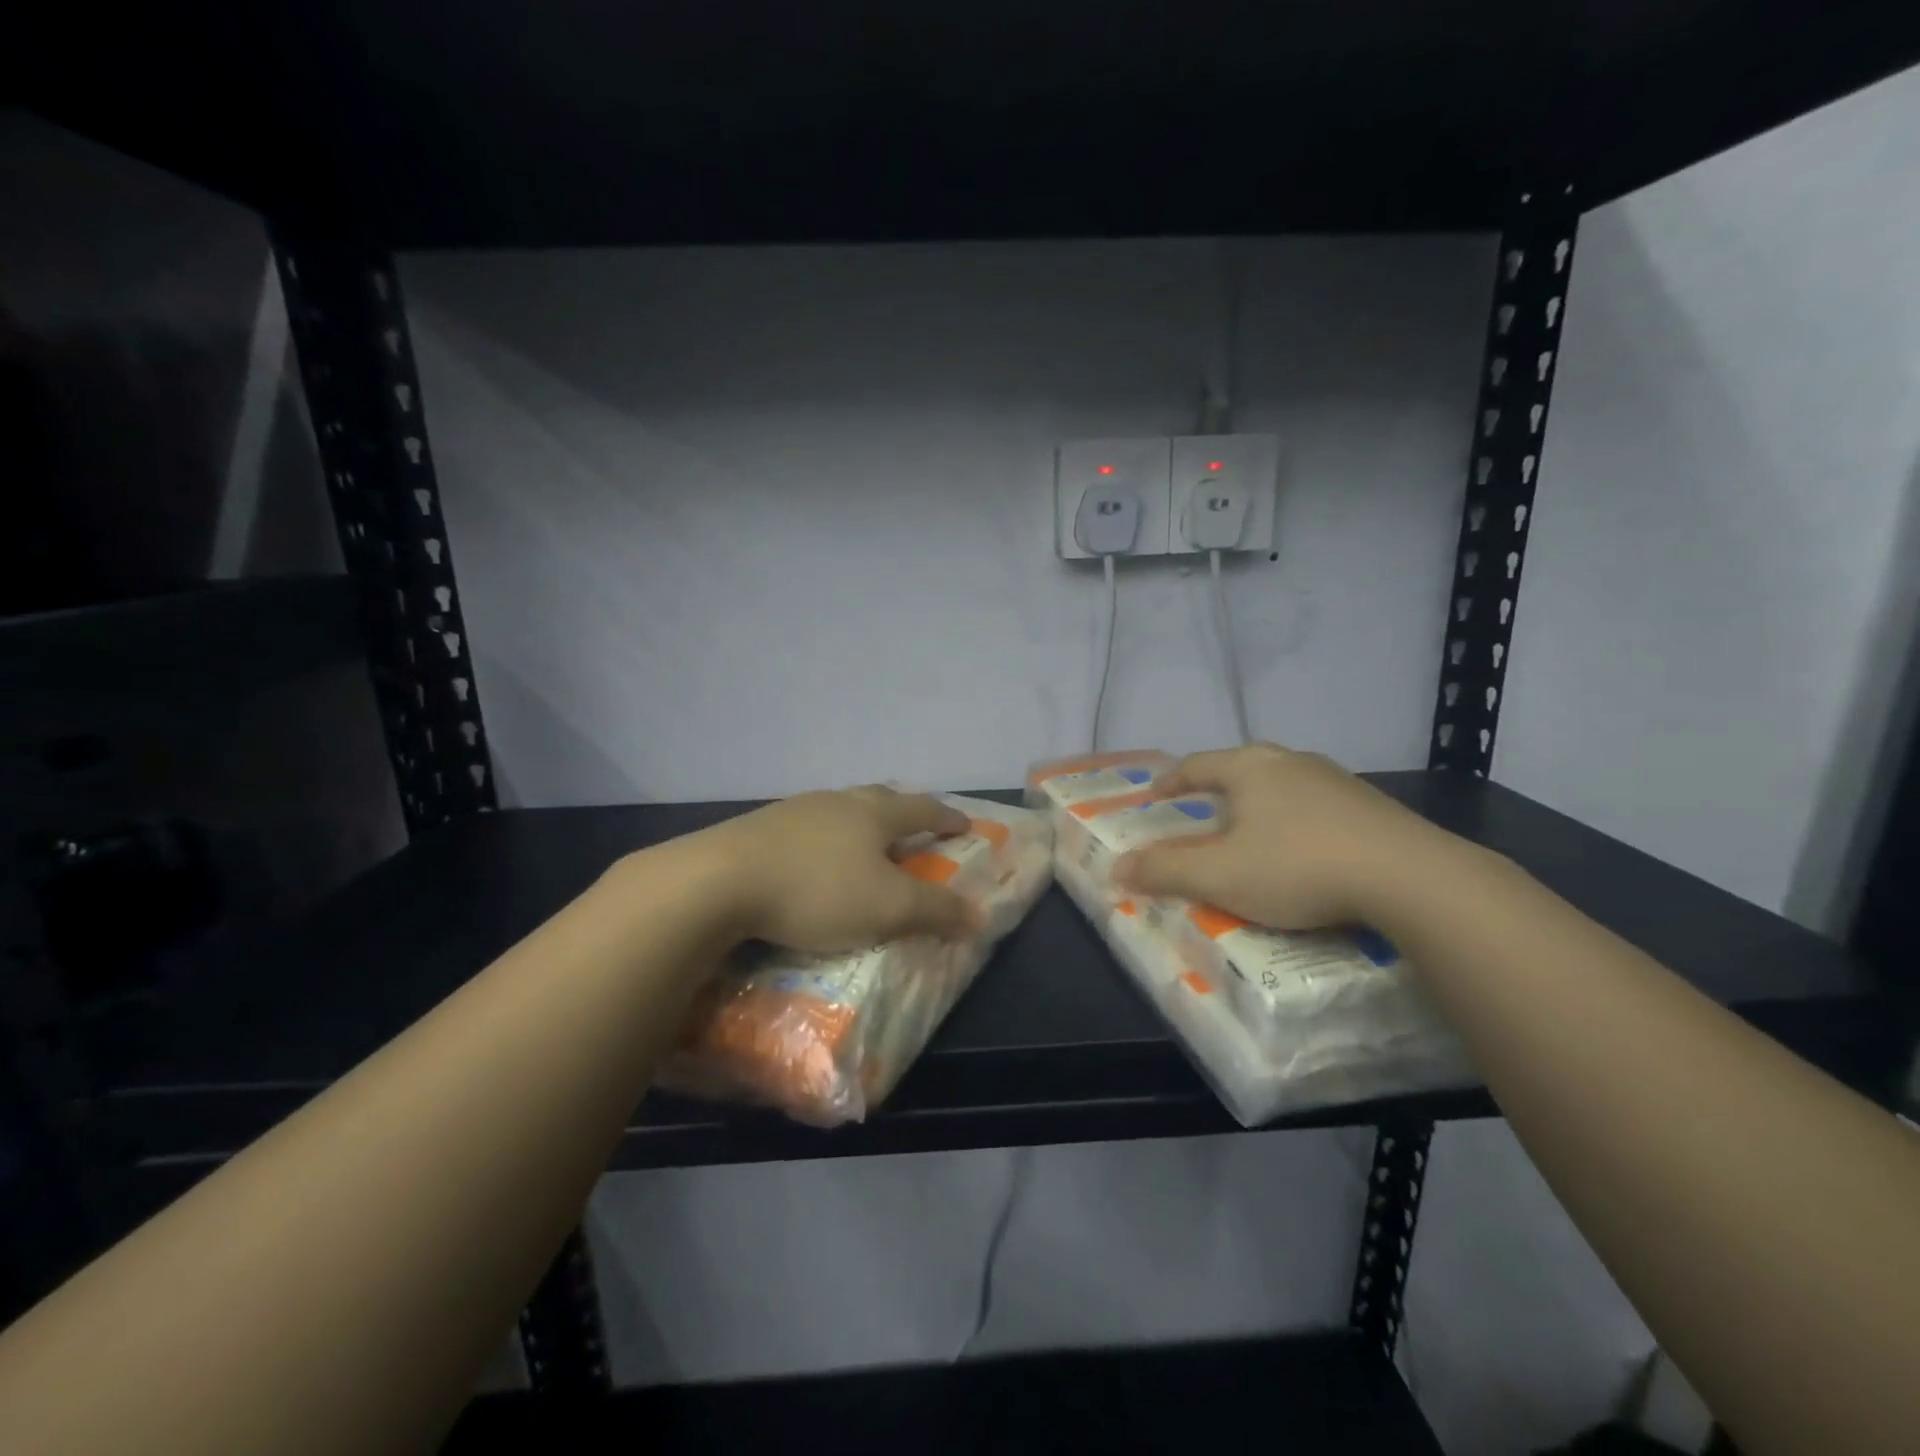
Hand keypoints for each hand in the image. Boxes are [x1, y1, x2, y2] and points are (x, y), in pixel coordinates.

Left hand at [696, 785, 983, 951]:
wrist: (719, 881)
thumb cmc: (818, 890)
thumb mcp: (888, 908)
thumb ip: (936, 911)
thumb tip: (980, 916)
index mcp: (873, 814)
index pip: (922, 810)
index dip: (946, 818)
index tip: (964, 825)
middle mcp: (837, 802)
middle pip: (879, 798)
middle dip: (902, 811)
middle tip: (914, 825)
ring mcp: (794, 811)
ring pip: (840, 809)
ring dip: (859, 822)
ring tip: (863, 841)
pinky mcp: (759, 828)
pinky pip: (807, 827)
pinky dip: (824, 839)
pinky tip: (813, 858)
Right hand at [1114, 743, 1444, 928]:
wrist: (1410, 878)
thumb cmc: (1298, 867)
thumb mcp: (1219, 876)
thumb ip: (1165, 870)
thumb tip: (1116, 869)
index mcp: (1249, 767)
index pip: (1196, 765)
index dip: (1171, 780)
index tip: (1155, 795)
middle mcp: (1290, 762)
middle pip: (1242, 767)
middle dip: (1218, 787)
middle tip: (1203, 811)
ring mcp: (1336, 780)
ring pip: (1283, 784)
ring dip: (1261, 802)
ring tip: (1252, 831)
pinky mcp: (1371, 805)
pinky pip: (1317, 805)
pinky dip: (1297, 820)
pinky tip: (1304, 848)